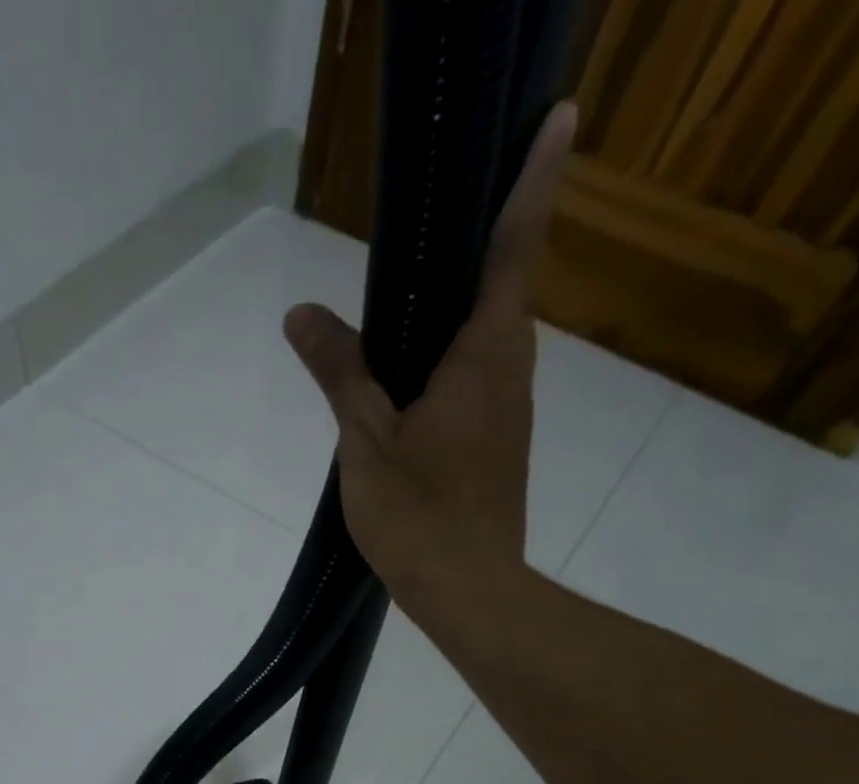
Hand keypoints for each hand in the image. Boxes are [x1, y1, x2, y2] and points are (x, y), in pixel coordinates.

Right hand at [283, 102, 576, 621]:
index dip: (532, 181)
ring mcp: (508, 412)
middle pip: (503, 288)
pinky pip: (477, 378)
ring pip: (487, 338)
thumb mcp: (366, 442)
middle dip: (490, 236)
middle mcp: (509, 373)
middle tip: (455, 197)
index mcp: (483, 357)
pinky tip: (413, 369)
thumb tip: (303, 314)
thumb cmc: (420, 515)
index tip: (556, 116)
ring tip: (419, 281)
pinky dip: (452, 355)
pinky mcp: (497, 445)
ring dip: (463, 303)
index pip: (512, 250)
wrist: (469, 592)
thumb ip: (340, 374)